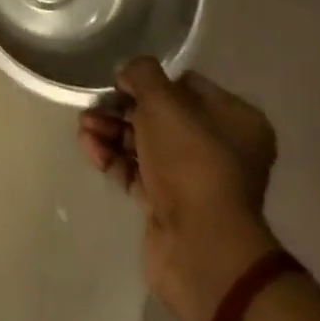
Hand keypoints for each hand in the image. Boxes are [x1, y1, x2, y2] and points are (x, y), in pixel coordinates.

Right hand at [80, 59, 279, 320]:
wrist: (200, 246)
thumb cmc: (190, 159)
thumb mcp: (163, 100)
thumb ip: (142, 74)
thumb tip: (129, 74)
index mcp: (235, 120)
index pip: (187, 85)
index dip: (152, 81)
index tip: (121, 80)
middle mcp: (221, 149)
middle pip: (162, 116)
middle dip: (123, 107)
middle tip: (94, 103)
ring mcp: (195, 181)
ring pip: (146, 144)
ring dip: (112, 130)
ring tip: (84, 126)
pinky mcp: (170, 206)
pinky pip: (136, 172)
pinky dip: (113, 157)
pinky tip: (88, 146)